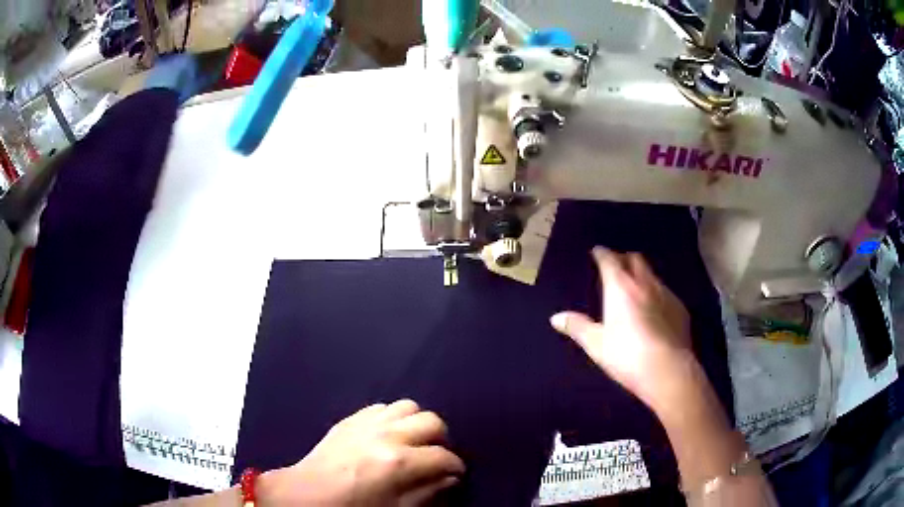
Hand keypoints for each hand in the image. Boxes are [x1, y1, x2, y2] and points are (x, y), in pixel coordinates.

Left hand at [258, 400, 464, 505]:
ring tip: (413, 442)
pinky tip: (387, 434)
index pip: (444, 457)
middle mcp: (386, 435)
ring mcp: (366, 422)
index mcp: (398, 462)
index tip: (455, 474)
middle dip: (441, 440)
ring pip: (408, 406)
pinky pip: (381, 407)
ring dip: (416, 424)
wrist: (306, 495)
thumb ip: (428, 493)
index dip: (456, 467)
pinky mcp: (350, 418)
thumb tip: (449, 479)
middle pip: (432, 422)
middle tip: (435, 456)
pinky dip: (392, 418)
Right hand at [550, 247, 694, 412]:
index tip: (596, 252)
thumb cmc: (627, 356)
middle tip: (616, 267)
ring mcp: (666, 295)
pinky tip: (655, 310)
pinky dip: (656, 294)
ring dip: (642, 275)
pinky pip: (666, 292)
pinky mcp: (681, 309)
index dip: (602, 253)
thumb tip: (555, 318)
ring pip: (653, 275)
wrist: (668, 371)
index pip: (610, 259)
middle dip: (624, 258)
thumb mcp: (596, 344)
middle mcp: (645, 284)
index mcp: (621, 287)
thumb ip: (577, 327)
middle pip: (635, 259)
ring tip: (635, 289)